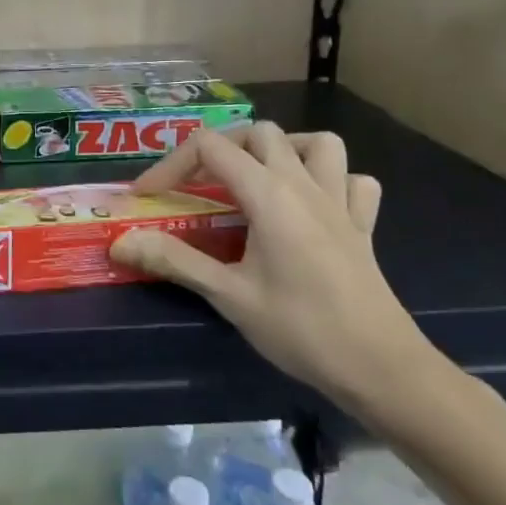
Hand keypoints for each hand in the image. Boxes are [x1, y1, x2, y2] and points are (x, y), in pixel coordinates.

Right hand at [111, 123, 443, 418]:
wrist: (383, 371)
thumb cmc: (302, 330)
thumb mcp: (229, 296)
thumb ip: (174, 261)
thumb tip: (122, 243)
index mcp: (270, 194)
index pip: (210, 147)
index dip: (171, 164)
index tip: (149, 196)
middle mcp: (305, 185)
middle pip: (259, 133)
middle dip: (220, 149)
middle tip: (198, 186)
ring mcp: (340, 203)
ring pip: (317, 143)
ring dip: (283, 150)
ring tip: (258, 178)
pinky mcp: (363, 226)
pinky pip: (354, 181)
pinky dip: (332, 180)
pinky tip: (312, 204)